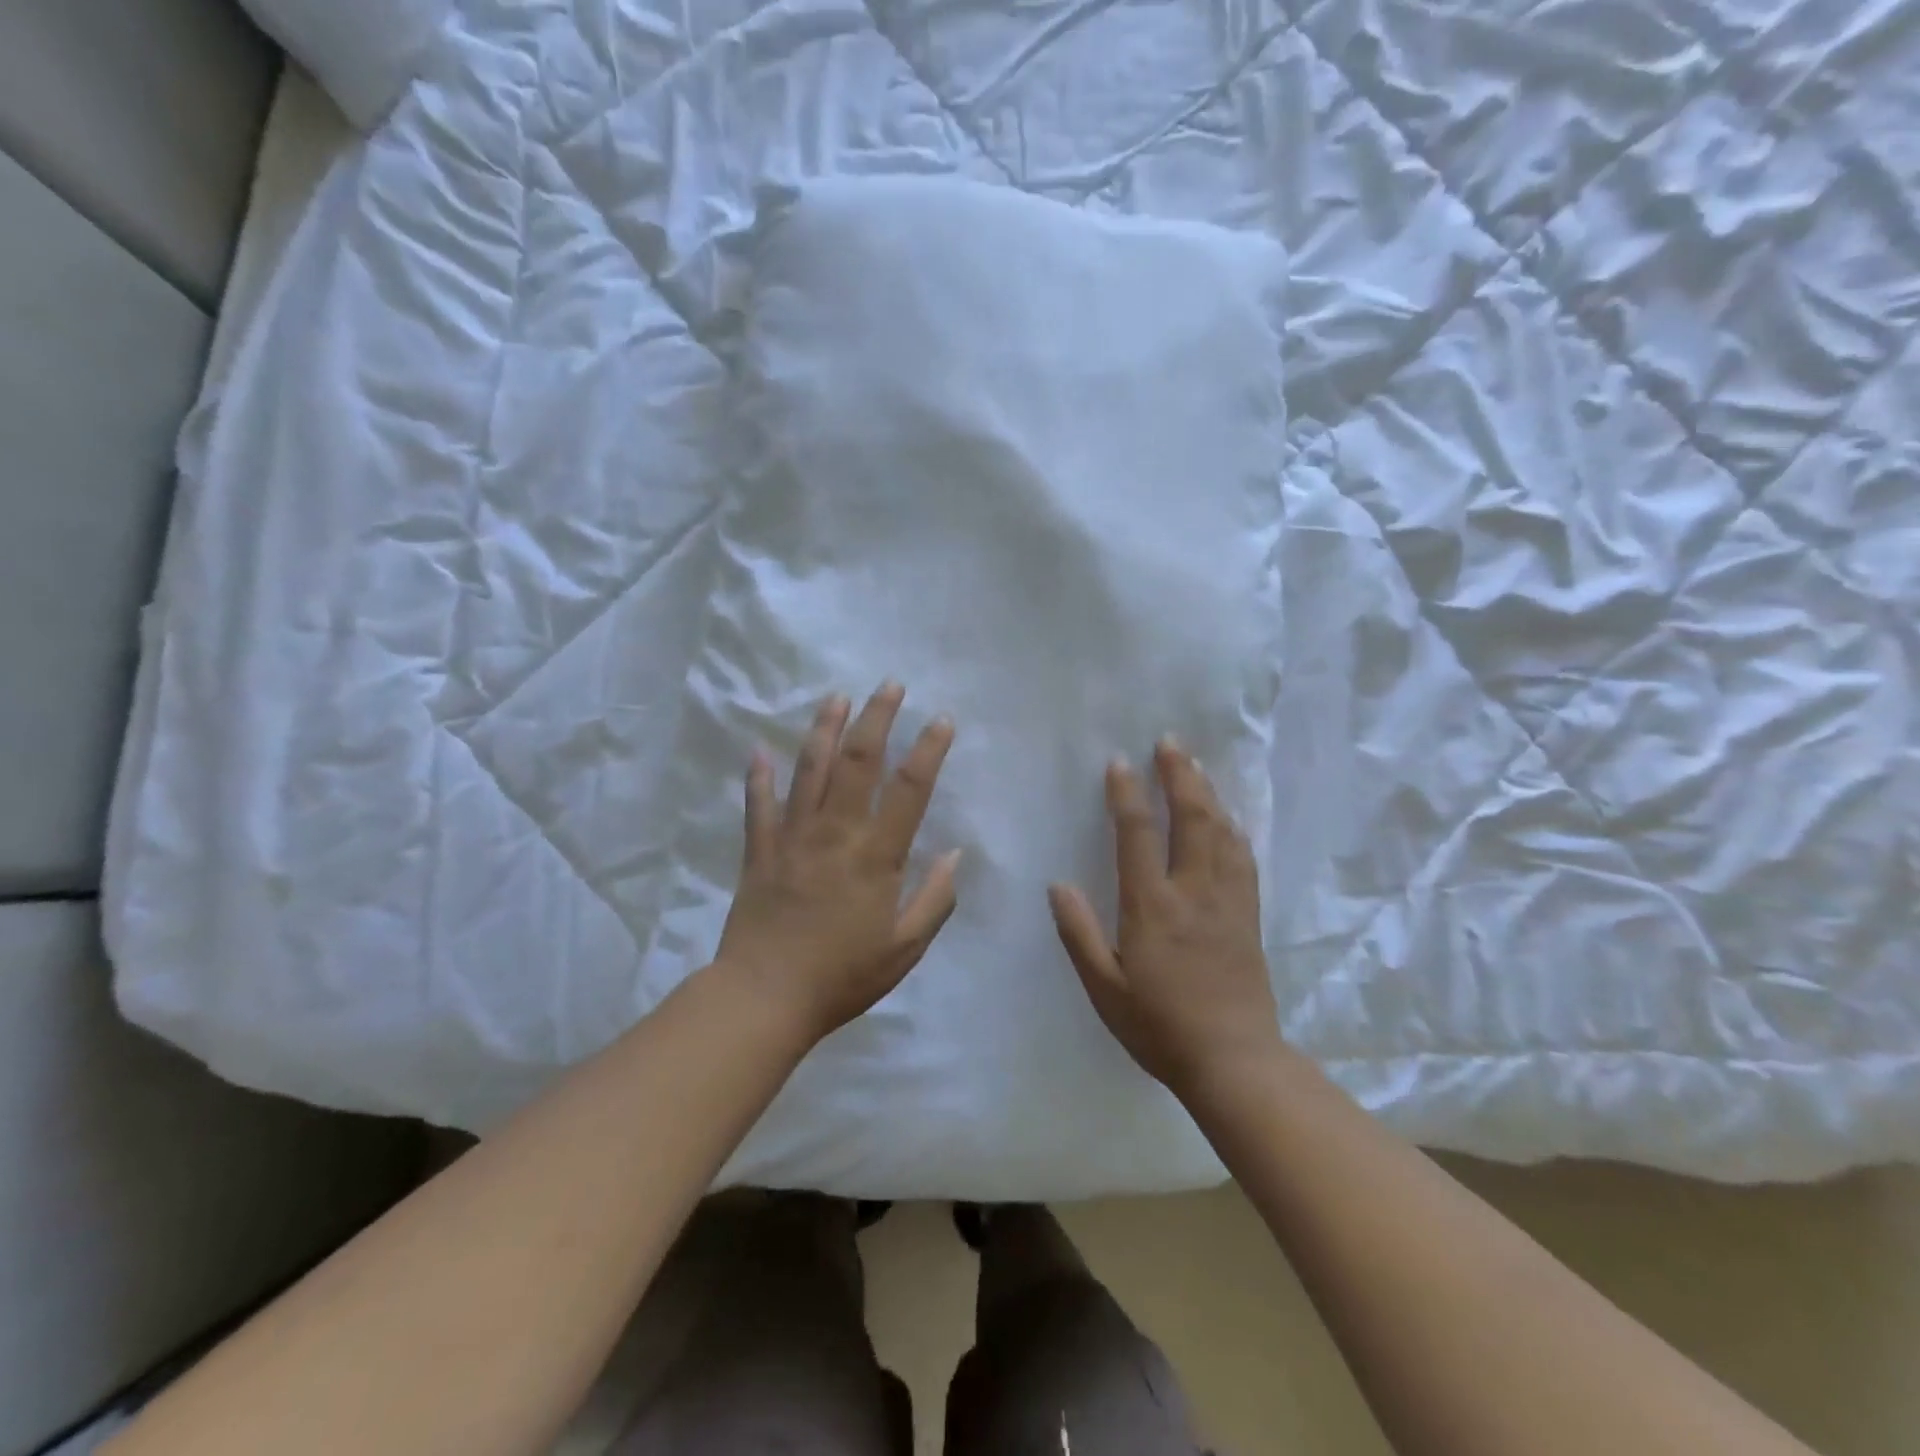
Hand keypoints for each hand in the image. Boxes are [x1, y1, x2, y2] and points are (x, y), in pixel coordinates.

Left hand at [716, 684, 961, 1043]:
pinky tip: (760, 749)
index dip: (928, 750)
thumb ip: (935, 899)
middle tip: (889, 685)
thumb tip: (955, 854)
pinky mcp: (760, 850)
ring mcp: (792, 837)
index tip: (942, 719)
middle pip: (857, 762)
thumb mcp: (905, 949)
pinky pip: (759, 805)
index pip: (909, 790)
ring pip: (809, 770)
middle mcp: (835, 833)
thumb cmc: (842, 975)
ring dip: (824, 729)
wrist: (765, 998)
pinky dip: (758, 776)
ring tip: (837, 697)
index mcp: (875, 856)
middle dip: (876, 718)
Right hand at [1050, 739, 1281, 1096]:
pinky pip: (1243, 858)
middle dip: (1180, 775)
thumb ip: (1078, 934)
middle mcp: (1193, 892)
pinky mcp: (1249, 916)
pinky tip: (1228, 817)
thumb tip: (1058, 885)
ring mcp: (1227, 901)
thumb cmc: (1159, 1027)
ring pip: (1222, 832)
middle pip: (1191, 818)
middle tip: (1170, 742)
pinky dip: (1233, 828)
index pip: (1137, 835)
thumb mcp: (1104, 989)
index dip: (1127, 794)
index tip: (1119, 764)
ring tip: (1196, 766)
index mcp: (1152, 906)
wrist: (1234, 1062)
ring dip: (1208, 793)